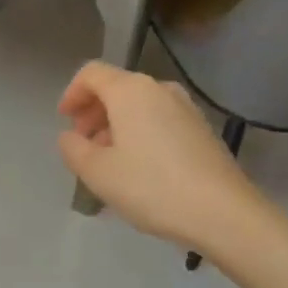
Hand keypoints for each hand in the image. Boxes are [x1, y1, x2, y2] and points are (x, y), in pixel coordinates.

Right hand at [57, 62, 256, 250]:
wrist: (223, 213)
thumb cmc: (152, 187)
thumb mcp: (97, 172)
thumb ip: (73, 149)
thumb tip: (69, 137)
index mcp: (130, 91)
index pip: (91, 74)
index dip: (72, 93)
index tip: (64, 120)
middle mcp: (159, 89)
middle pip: (116, 88)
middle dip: (93, 111)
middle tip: (82, 143)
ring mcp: (186, 108)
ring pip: (139, 106)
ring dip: (116, 125)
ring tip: (108, 160)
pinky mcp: (202, 130)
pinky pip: (159, 121)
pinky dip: (140, 134)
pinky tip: (139, 168)